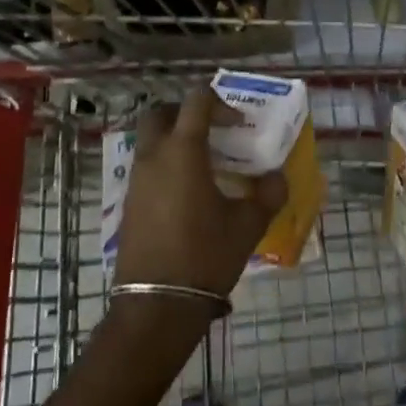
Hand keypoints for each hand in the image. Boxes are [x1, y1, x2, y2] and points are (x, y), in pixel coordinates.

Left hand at [115, 87, 288, 300]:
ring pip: (150, 142)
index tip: (238, 124)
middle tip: (211, 131)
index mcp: (183, 151)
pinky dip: (165, 167)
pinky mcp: (129, 204)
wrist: (157, 304)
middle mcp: (154, 156)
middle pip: (160, 113)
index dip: (219, 103)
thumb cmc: (206, 255)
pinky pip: (146, 169)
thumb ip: (268, 194)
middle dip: (185, 113)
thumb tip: (277, 178)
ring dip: (174, 141)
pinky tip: (188, 195)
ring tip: (204, 166)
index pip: (196, 101)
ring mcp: (136, 180)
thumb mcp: (248, 225)